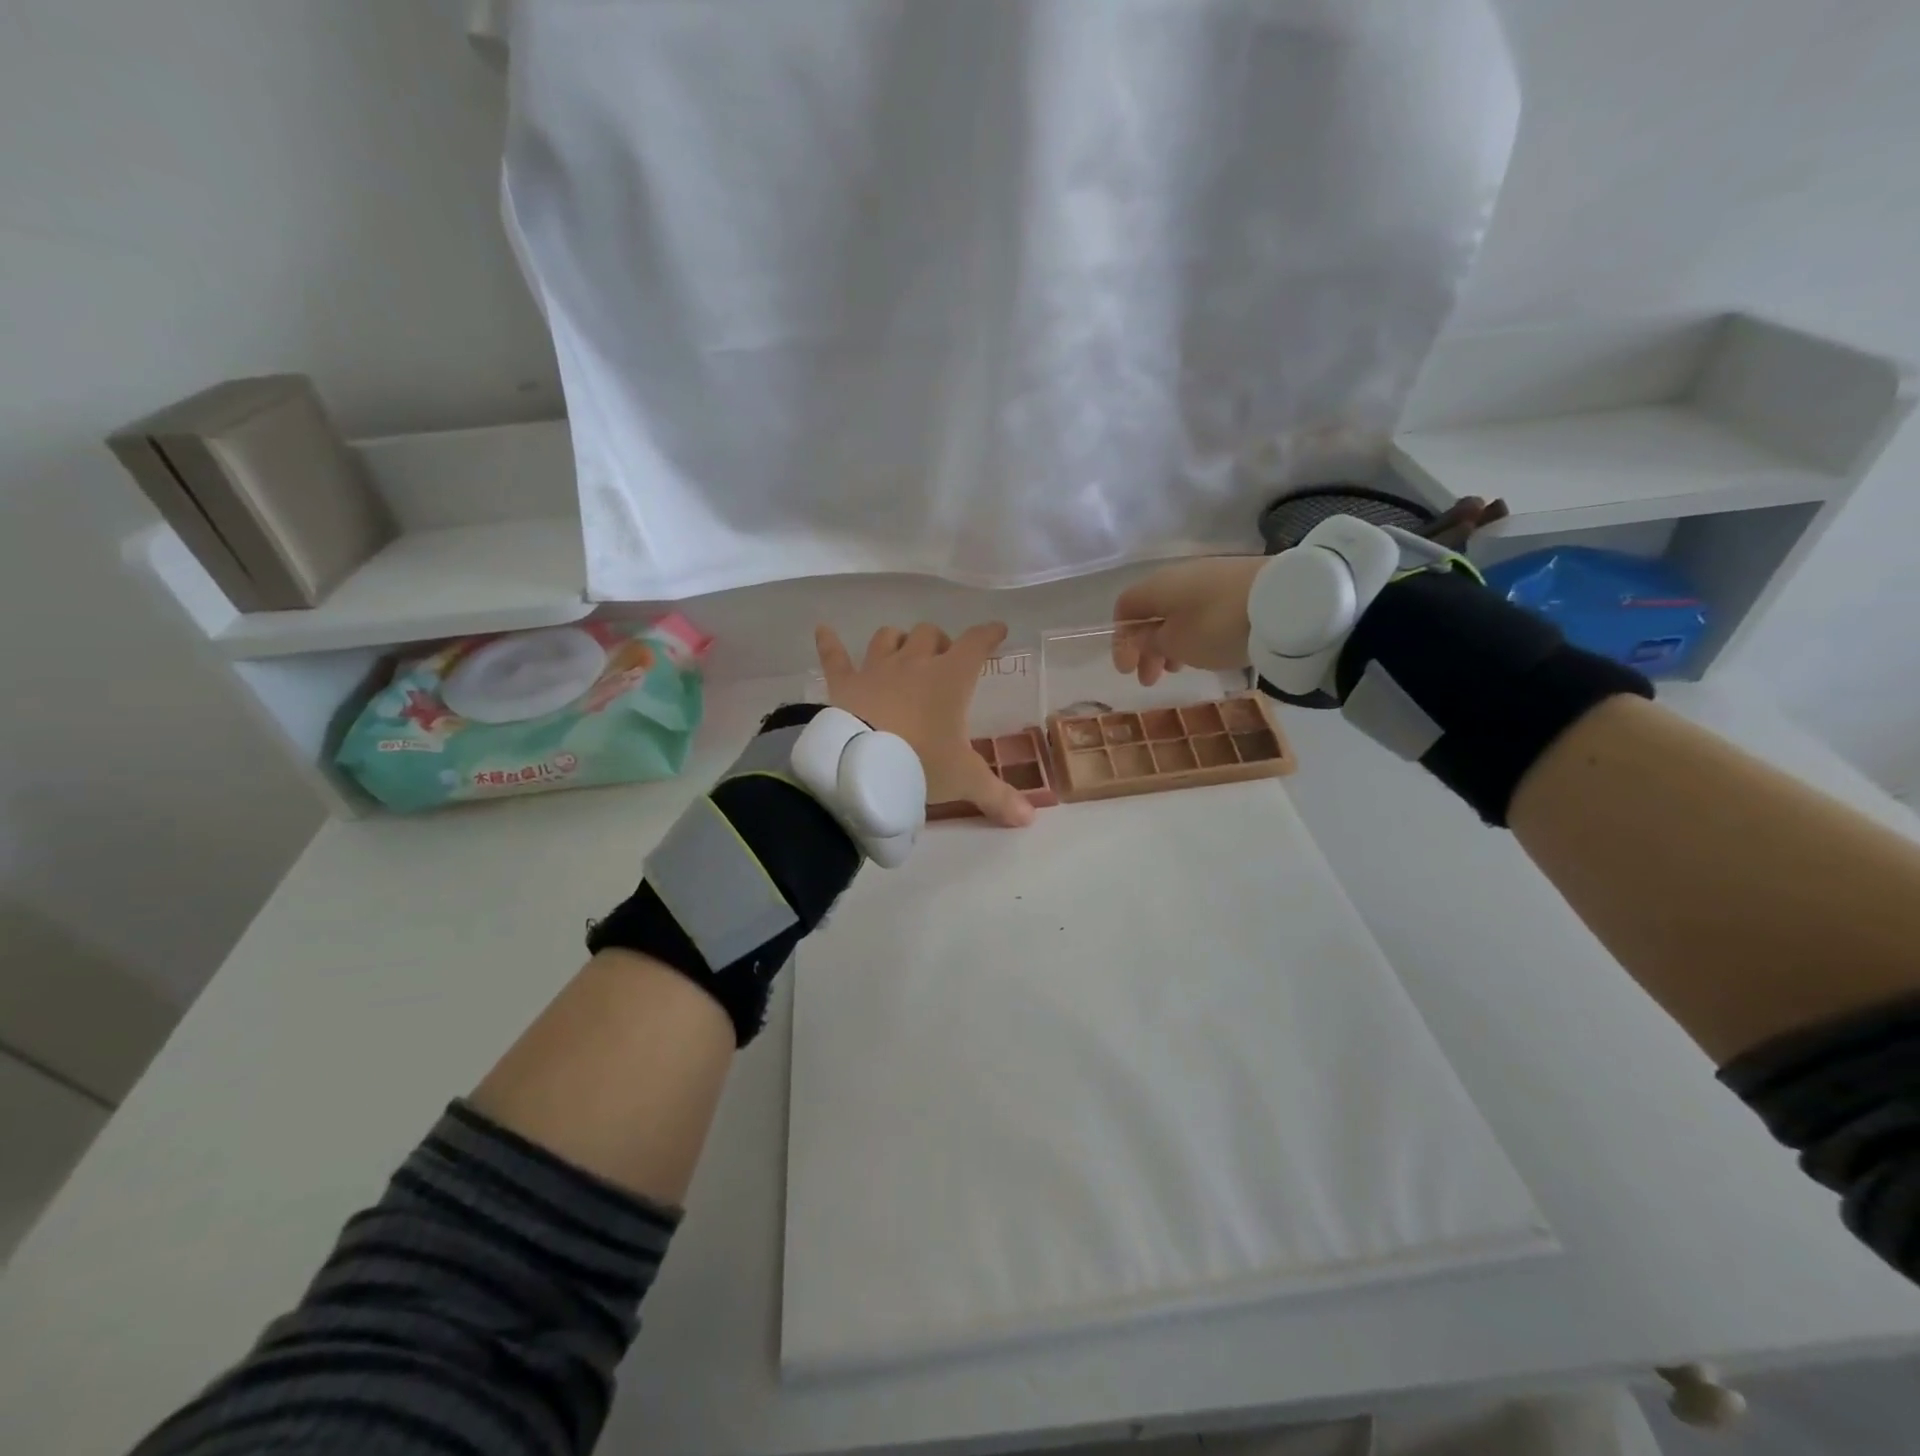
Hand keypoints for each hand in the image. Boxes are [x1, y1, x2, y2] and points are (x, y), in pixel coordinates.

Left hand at [813, 621, 1035, 827]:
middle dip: (940, 642)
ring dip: (898, 640)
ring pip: (888, 637)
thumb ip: (998, 796)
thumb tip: (1029, 818)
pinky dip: (829, 642)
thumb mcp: (964, 781)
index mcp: (950, 678)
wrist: (861, 766)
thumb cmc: (921, 763)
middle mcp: (914, 663)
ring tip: (902, 652)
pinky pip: (834, 655)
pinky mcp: (844, 683)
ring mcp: (875, 669)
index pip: (975, 643)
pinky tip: (823, 630)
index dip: (988, 634)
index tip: (997, 630)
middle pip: (929, 634)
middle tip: (944, 661)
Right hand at [1111, 557, 1266, 684]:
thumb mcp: (1177, 643)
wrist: (1284, 601)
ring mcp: (1211, 577)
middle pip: (1152, 612)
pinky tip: (1205, 651)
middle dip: (1146, 648)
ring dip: (1170, 643)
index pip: (1125, 608)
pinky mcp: (1237, 584)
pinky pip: (1202, 610)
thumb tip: (1143, 637)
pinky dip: (1194, 633)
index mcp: (1157, 586)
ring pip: (1178, 613)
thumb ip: (1151, 642)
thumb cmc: (1217, 626)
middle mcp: (1179, 576)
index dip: (1121, 640)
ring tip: (1177, 670)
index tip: (1127, 670)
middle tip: (1150, 679)